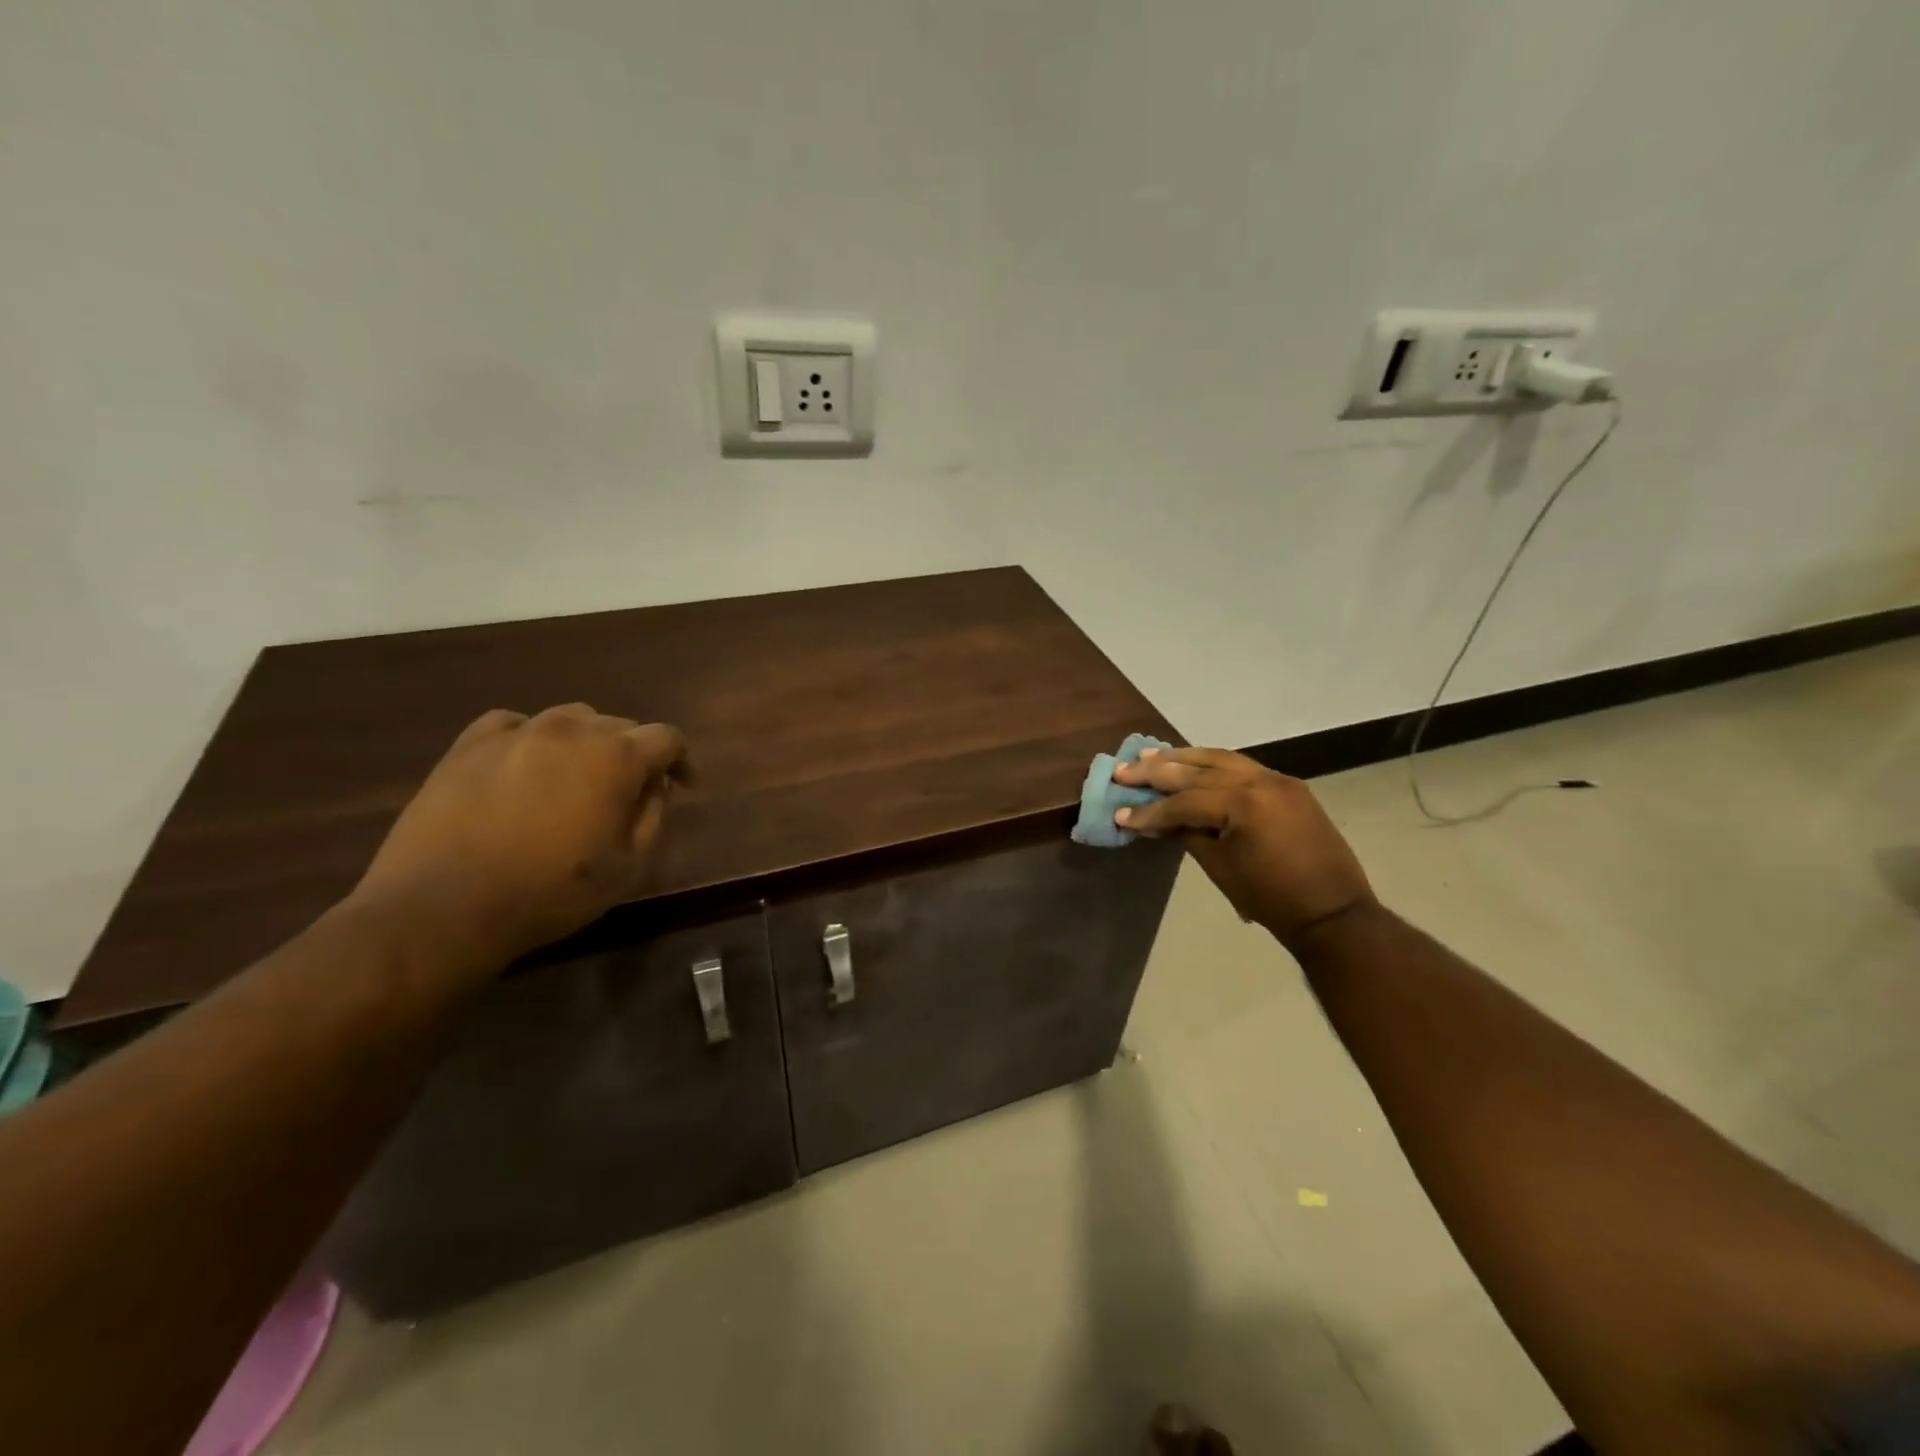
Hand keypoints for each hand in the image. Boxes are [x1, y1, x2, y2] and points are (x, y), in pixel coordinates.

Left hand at [355, 704, 688, 964]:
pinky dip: (533, 740)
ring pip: (570, 720)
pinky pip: (516, 725)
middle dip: (634, 754)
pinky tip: (526, 768)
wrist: (442, 908)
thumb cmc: (550, 892)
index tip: (683, 787)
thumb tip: (655, 786)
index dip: (681, 761)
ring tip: (576, 777)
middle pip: (620, 726)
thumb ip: (653, 816)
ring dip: (586, 743)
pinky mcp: (469, 743)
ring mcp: (517, 731)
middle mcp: (571, 729)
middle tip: (628, 791)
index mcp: (617, 756)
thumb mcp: (627, 866)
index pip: (667, 738)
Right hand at [1113, 747, 1374, 948]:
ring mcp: (1278, 779)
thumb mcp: (1219, 866)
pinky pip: (1242, 766)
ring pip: (1221, 759)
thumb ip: (1185, 833)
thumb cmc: (1271, 897)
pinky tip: (1190, 766)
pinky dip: (1212, 765)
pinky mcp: (1288, 786)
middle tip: (1124, 771)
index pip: (1184, 801)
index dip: (1150, 810)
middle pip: (1198, 770)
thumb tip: (1154, 821)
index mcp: (1244, 803)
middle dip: (1158, 771)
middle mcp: (1261, 780)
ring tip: (1151, 758)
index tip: (1120, 814)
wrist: (1333, 912)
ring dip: (1184, 759)